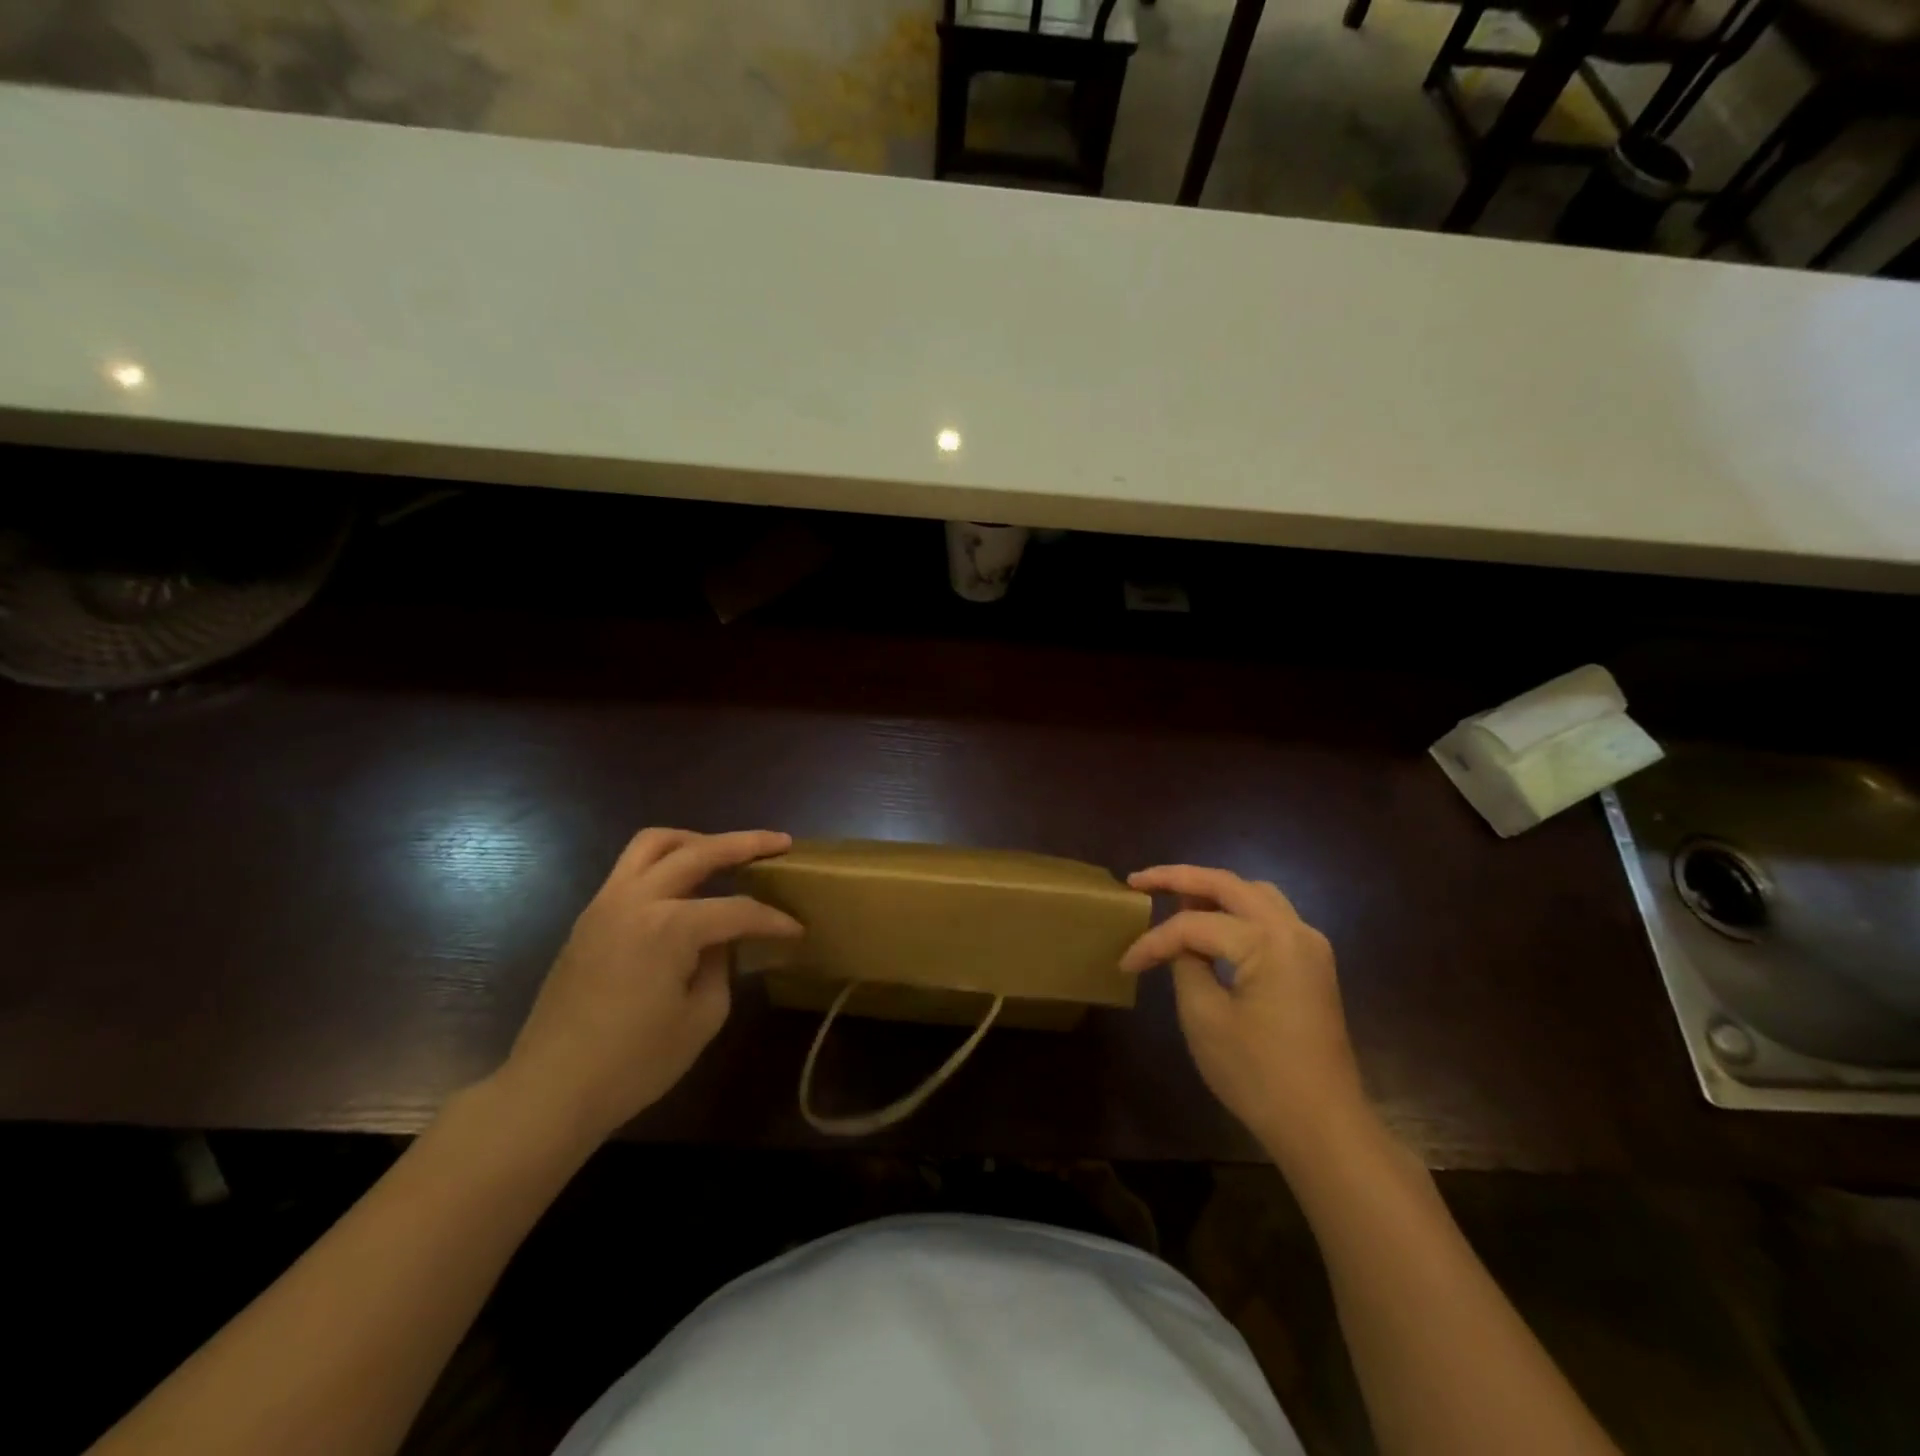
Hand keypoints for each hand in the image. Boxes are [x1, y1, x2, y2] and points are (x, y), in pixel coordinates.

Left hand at [500, 828, 801, 1144]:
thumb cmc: (634, 1063)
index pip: (737, 910)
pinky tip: (685, 888)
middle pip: (698, 851)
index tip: (797, 930)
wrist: (550, 1091)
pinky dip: (665, 863)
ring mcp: (606, 904)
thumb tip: (721, 943)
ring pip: (653, 843)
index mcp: (669, 927)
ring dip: (695, 840)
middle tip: (780, 842)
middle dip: (745, 843)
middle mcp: (636, 900)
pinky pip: (631, 869)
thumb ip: (721, 966)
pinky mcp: (589, 918)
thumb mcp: (701, 1018)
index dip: (773, 920)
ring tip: (724, 851)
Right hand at [1120, 865, 1369, 1163]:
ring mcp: (1309, 945)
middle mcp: (1294, 930)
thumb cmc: (1259, 1075)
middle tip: (1139, 881)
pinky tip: (1210, 922)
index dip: (1155, 941)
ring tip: (1172, 896)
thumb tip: (1179, 942)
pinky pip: (1269, 917)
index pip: (1195, 925)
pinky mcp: (1312, 963)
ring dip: (1211, 889)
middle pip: (1229, 885)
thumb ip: (1186, 964)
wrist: (1324, 1127)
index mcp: (1269, 941)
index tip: (1126, 964)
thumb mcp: (1204, 1018)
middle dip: (1180, 877)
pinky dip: (1235, 910)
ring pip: (1254, 894)